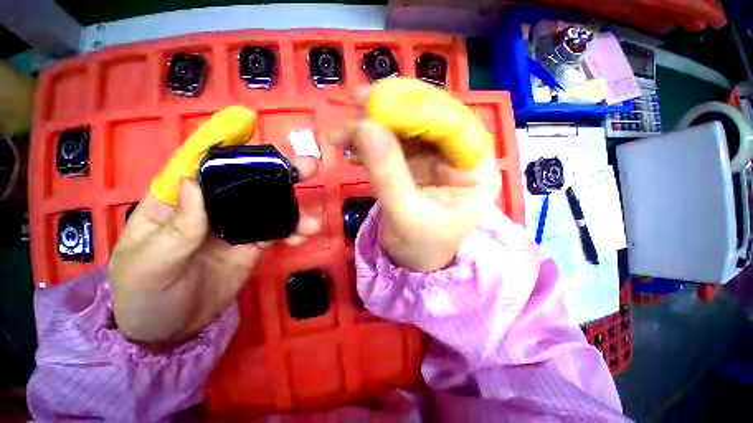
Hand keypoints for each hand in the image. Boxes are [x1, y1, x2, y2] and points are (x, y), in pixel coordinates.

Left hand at [108, 108, 319, 344]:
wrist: (168, 331)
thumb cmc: (144, 294)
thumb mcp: (148, 262)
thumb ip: (175, 226)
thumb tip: (194, 183)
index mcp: (179, 201)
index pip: (203, 165)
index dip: (227, 144)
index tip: (253, 129)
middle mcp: (212, 207)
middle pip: (248, 182)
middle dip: (279, 173)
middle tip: (310, 167)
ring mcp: (236, 226)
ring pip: (270, 207)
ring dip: (294, 209)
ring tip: (312, 221)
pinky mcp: (253, 245)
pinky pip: (277, 232)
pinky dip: (293, 231)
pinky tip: (304, 236)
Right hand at [332, 79, 500, 271]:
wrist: (411, 263)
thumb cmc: (420, 247)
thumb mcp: (405, 214)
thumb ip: (388, 173)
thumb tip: (366, 127)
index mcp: (474, 169)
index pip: (452, 123)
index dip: (416, 106)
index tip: (376, 98)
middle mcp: (459, 157)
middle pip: (427, 119)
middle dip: (390, 111)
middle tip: (353, 104)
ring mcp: (434, 158)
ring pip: (405, 128)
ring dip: (373, 125)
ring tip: (342, 131)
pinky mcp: (414, 164)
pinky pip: (393, 144)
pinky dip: (370, 142)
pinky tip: (351, 147)